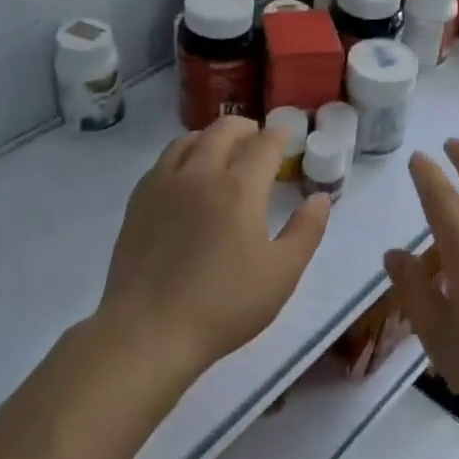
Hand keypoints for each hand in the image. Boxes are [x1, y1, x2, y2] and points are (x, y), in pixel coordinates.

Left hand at [98, 118, 329, 374]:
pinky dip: (183, 155)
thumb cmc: (225, 304)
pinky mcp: (138, 202)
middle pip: (223, 130)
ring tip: (221, 150)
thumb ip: (307, 231)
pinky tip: (186, 176)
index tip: (287, 136)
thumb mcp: (282, 273)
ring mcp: (164, 184)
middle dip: (246, 128)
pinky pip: (163, 161)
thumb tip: (319, 198)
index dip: (279, 135)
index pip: (264, 144)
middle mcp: (201, 173)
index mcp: (240, 187)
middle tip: (257, 138)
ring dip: (211, 136)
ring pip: (188, 140)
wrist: (150, 330)